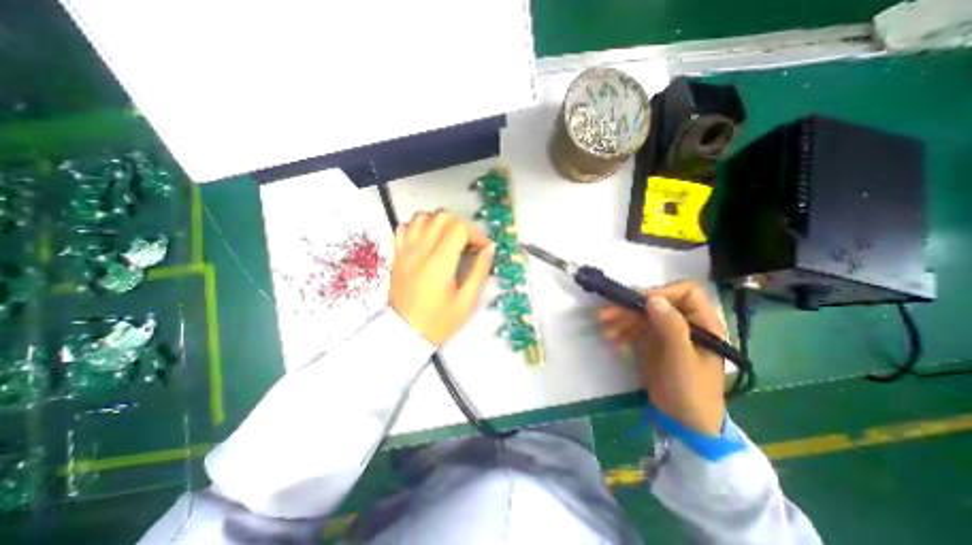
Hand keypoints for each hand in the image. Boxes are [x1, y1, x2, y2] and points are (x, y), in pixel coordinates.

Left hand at [390, 210, 494, 346]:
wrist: (406, 333)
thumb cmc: (440, 321)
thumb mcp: (467, 301)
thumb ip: (480, 271)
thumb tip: (489, 248)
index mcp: (440, 263)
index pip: (460, 228)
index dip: (476, 234)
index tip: (483, 248)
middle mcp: (421, 251)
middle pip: (442, 217)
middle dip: (461, 225)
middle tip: (468, 242)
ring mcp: (405, 251)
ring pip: (422, 217)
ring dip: (440, 222)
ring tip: (449, 239)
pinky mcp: (397, 255)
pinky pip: (405, 228)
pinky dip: (419, 226)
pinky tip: (427, 240)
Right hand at [596, 281, 723, 434]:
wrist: (683, 422)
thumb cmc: (691, 390)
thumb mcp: (682, 359)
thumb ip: (671, 328)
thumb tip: (653, 298)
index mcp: (703, 322)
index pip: (685, 292)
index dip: (662, 291)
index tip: (639, 301)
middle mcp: (683, 322)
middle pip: (655, 302)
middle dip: (630, 307)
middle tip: (605, 313)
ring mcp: (665, 332)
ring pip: (641, 314)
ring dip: (620, 318)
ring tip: (604, 328)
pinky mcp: (651, 342)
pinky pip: (633, 328)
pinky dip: (621, 331)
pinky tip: (611, 339)